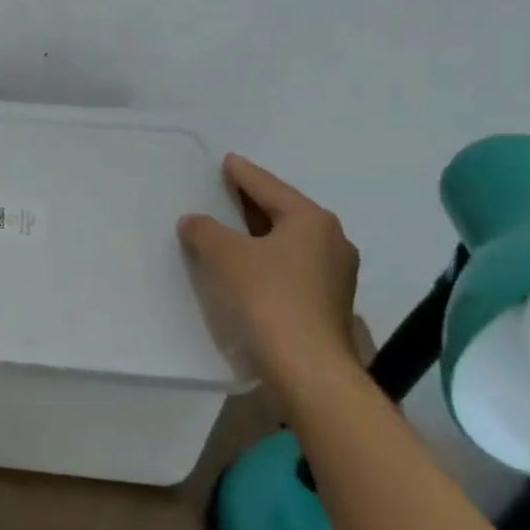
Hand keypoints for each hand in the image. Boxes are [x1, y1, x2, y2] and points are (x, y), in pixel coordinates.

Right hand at [177, 153, 360, 388]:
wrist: (307, 368)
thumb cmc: (268, 298)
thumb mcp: (225, 255)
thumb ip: (205, 231)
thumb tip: (195, 221)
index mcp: (312, 220)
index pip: (268, 187)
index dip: (243, 174)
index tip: (227, 161)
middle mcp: (331, 241)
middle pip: (283, 212)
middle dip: (252, 203)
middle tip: (225, 190)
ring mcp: (335, 275)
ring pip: (288, 242)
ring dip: (259, 235)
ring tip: (230, 229)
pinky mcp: (328, 303)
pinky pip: (291, 267)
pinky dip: (267, 259)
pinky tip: (246, 267)